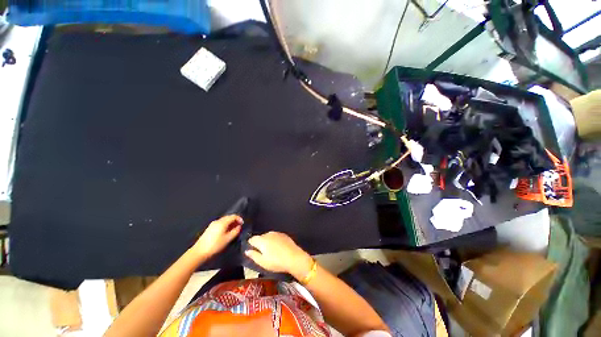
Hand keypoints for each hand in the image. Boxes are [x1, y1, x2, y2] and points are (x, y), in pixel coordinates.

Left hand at [191, 215, 242, 258]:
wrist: (199, 252)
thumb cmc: (215, 245)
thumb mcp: (227, 239)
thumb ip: (235, 232)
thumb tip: (239, 227)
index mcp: (222, 222)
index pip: (233, 216)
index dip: (239, 218)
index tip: (242, 224)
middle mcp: (217, 221)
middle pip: (228, 217)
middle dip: (235, 220)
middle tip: (239, 226)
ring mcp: (212, 224)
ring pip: (224, 220)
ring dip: (230, 223)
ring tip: (233, 230)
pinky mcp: (210, 228)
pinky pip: (220, 224)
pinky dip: (225, 225)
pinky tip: (226, 232)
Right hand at [245, 232, 313, 279]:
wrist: (294, 257)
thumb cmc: (276, 262)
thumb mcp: (262, 262)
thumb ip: (253, 255)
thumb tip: (247, 250)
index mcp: (262, 240)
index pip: (252, 239)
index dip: (251, 245)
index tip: (253, 251)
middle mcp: (269, 234)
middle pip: (260, 237)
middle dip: (260, 243)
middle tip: (263, 254)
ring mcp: (277, 233)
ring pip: (269, 236)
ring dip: (268, 242)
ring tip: (271, 252)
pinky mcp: (284, 234)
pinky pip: (276, 236)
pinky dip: (275, 241)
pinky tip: (278, 248)